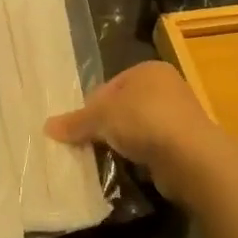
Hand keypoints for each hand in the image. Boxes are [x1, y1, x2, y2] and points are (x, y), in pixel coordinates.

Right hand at [46, 62, 222, 201]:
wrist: (190, 157)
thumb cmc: (143, 121)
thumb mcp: (101, 117)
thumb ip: (75, 122)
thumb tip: (47, 127)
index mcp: (148, 70)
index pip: (109, 86)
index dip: (90, 107)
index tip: (76, 128)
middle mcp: (166, 87)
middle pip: (122, 107)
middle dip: (103, 126)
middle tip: (85, 144)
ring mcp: (178, 116)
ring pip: (136, 128)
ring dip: (121, 143)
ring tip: (103, 158)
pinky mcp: (184, 144)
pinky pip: (151, 148)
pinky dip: (138, 156)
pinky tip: (126, 167)